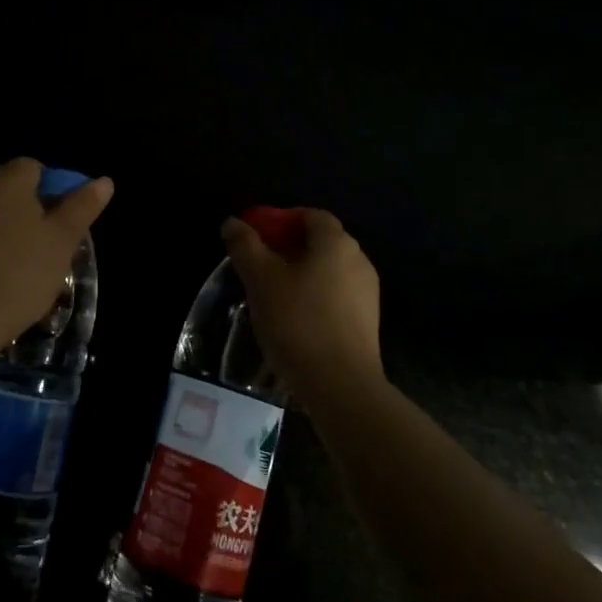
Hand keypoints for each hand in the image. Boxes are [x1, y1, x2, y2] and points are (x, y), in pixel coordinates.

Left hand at [0, 158, 112, 343]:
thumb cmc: (22, 273)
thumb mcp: (63, 241)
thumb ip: (82, 207)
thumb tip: (104, 181)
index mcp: (9, 181)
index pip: (32, 166)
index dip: (48, 186)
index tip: (55, 215)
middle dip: (14, 189)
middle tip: (31, 224)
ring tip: (8, 240)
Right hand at [221, 208, 382, 404]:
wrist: (341, 386)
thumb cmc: (297, 321)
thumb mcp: (260, 279)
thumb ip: (245, 245)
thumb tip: (233, 222)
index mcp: (336, 242)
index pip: (311, 215)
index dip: (282, 219)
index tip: (257, 236)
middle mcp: (358, 260)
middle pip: (321, 241)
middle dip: (289, 247)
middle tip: (259, 264)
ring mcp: (368, 292)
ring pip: (329, 270)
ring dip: (302, 273)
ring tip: (272, 293)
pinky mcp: (368, 322)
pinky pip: (337, 295)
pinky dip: (315, 296)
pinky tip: (294, 318)